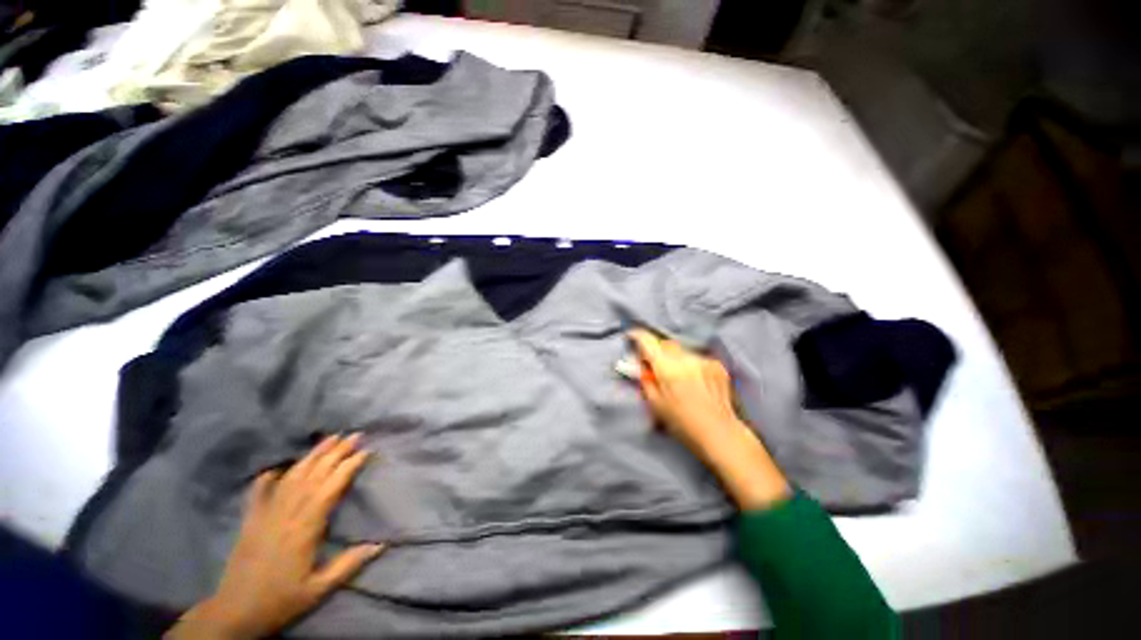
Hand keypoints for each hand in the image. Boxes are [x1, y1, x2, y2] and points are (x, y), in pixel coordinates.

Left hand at [167, 434, 384, 639]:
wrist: (234, 614)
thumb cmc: (280, 601)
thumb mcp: (318, 589)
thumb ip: (349, 564)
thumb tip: (381, 545)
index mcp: (305, 526)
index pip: (331, 487)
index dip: (349, 466)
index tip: (367, 451)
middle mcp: (287, 513)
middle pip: (314, 475)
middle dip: (336, 452)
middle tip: (356, 434)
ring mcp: (265, 514)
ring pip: (292, 477)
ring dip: (312, 455)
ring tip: (330, 438)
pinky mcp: (250, 520)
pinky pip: (259, 492)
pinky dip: (267, 478)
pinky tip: (275, 468)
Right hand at [628, 329, 746, 459]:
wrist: (720, 433)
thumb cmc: (682, 423)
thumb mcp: (655, 403)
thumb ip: (644, 379)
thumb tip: (639, 362)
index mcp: (667, 368)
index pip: (648, 341)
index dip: (637, 335)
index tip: (632, 336)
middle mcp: (685, 358)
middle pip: (665, 343)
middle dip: (657, 349)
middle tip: (654, 364)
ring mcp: (703, 360)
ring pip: (681, 350)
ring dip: (674, 357)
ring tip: (677, 376)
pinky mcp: (717, 364)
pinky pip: (696, 357)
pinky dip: (690, 364)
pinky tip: (694, 381)